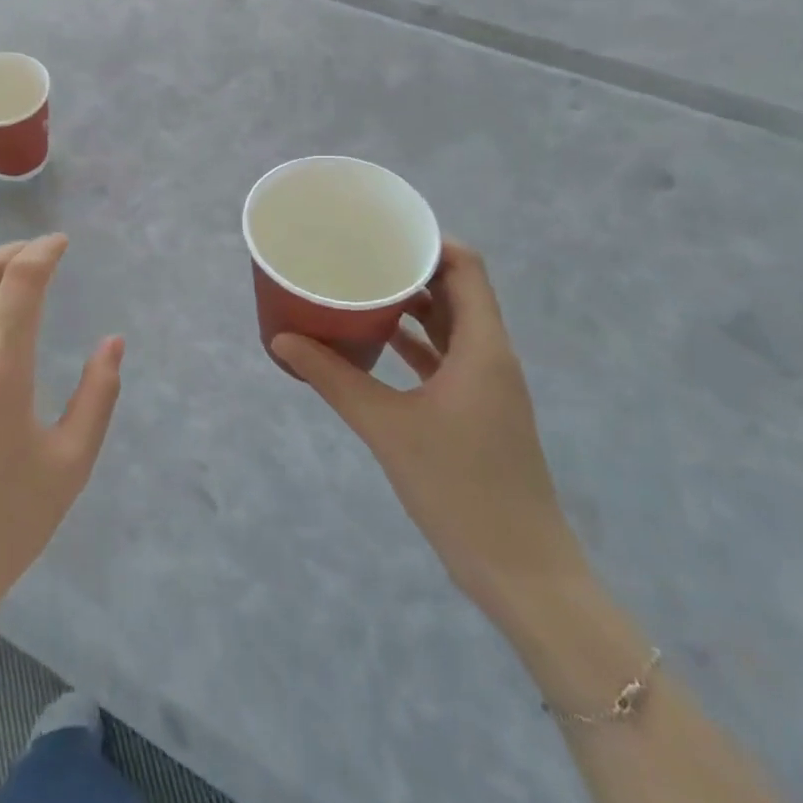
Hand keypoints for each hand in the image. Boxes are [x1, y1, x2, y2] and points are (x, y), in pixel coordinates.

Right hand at [271, 242, 585, 622]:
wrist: (521, 572)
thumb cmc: (460, 488)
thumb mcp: (387, 427)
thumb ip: (334, 379)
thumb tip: (281, 341)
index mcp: (483, 348)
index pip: (466, 268)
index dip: (430, 241)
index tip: (384, 231)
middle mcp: (491, 356)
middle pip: (458, 291)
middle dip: (413, 268)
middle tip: (362, 254)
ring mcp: (487, 386)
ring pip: (452, 326)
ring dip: (414, 305)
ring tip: (363, 287)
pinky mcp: (478, 411)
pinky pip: (447, 358)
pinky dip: (416, 343)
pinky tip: (377, 342)